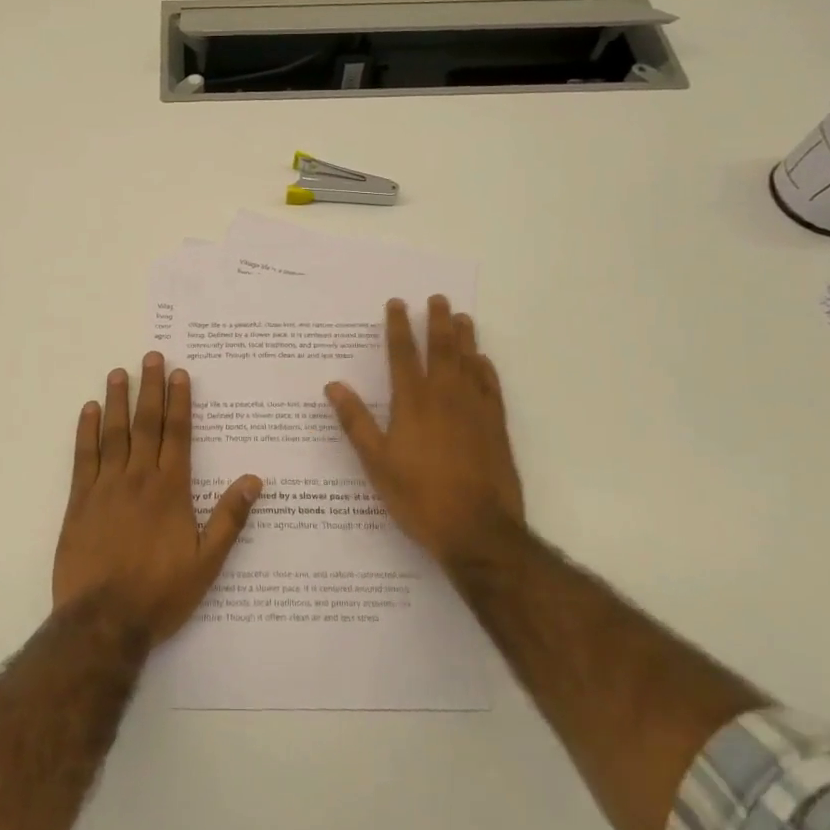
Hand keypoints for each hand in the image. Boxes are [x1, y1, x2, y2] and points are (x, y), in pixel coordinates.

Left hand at [54, 353, 262, 643]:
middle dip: (150, 388)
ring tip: (118, 373)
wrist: (104, 621)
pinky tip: (88, 411)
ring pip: (113, 433)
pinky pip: (83, 457)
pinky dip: (85, 432)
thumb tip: (255, 479)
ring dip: (117, 401)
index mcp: (170, 489)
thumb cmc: (161, 592)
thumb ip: (230, 518)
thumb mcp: (207, 562)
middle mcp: (139, 478)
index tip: (179, 373)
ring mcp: (106, 487)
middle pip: (146, 424)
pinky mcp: (79, 502)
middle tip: (150, 357)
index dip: (179, 401)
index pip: (177, 434)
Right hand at [325, 297, 525, 562]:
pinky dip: (486, 369)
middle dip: (437, 321)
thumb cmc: (419, 497)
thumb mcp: (376, 463)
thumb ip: (355, 421)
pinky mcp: (496, 426)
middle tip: (437, 299)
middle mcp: (445, 396)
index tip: (397, 303)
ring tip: (462, 317)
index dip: (399, 326)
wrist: (478, 530)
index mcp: (413, 402)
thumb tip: (333, 385)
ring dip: (464, 337)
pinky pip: (491, 387)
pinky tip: (483, 361)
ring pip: (469, 362)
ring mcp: (475, 409)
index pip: (403, 354)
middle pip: (441, 349)